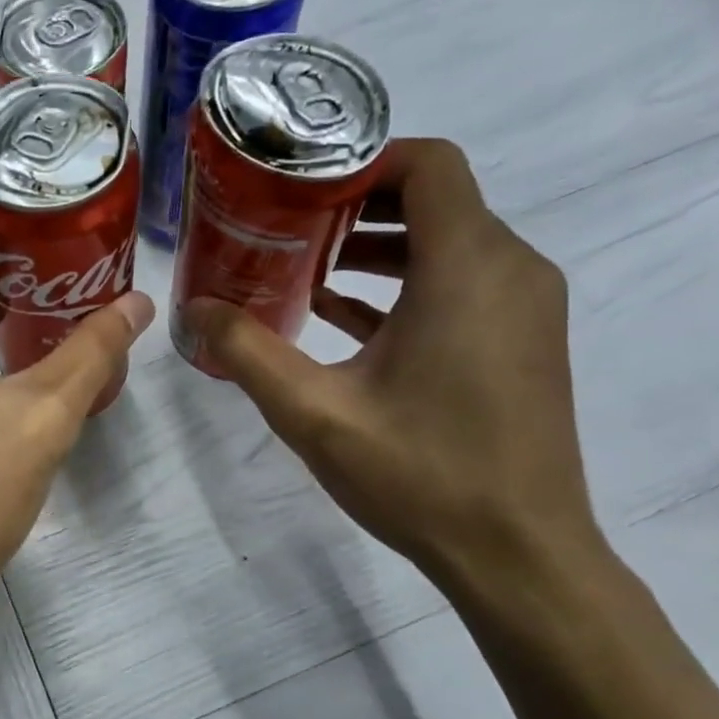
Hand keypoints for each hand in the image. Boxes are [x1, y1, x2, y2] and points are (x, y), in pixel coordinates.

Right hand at [183, 139, 597, 583]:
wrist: (518, 554)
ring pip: (449, 243)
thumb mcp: (314, 413)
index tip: (300, 189)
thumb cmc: (420, 474)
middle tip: (288, 227)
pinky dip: (405, 285)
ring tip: (306, 269)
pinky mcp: (521, 341)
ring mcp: (523, 307)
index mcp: (468, 268)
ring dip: (379, 247)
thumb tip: (194, 309)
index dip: (362, 163)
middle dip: (358, 206)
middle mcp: (510, 270)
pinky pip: (461, 285)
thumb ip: (248, 352)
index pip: (429, 164)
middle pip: (436, 200)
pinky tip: (342, 316)